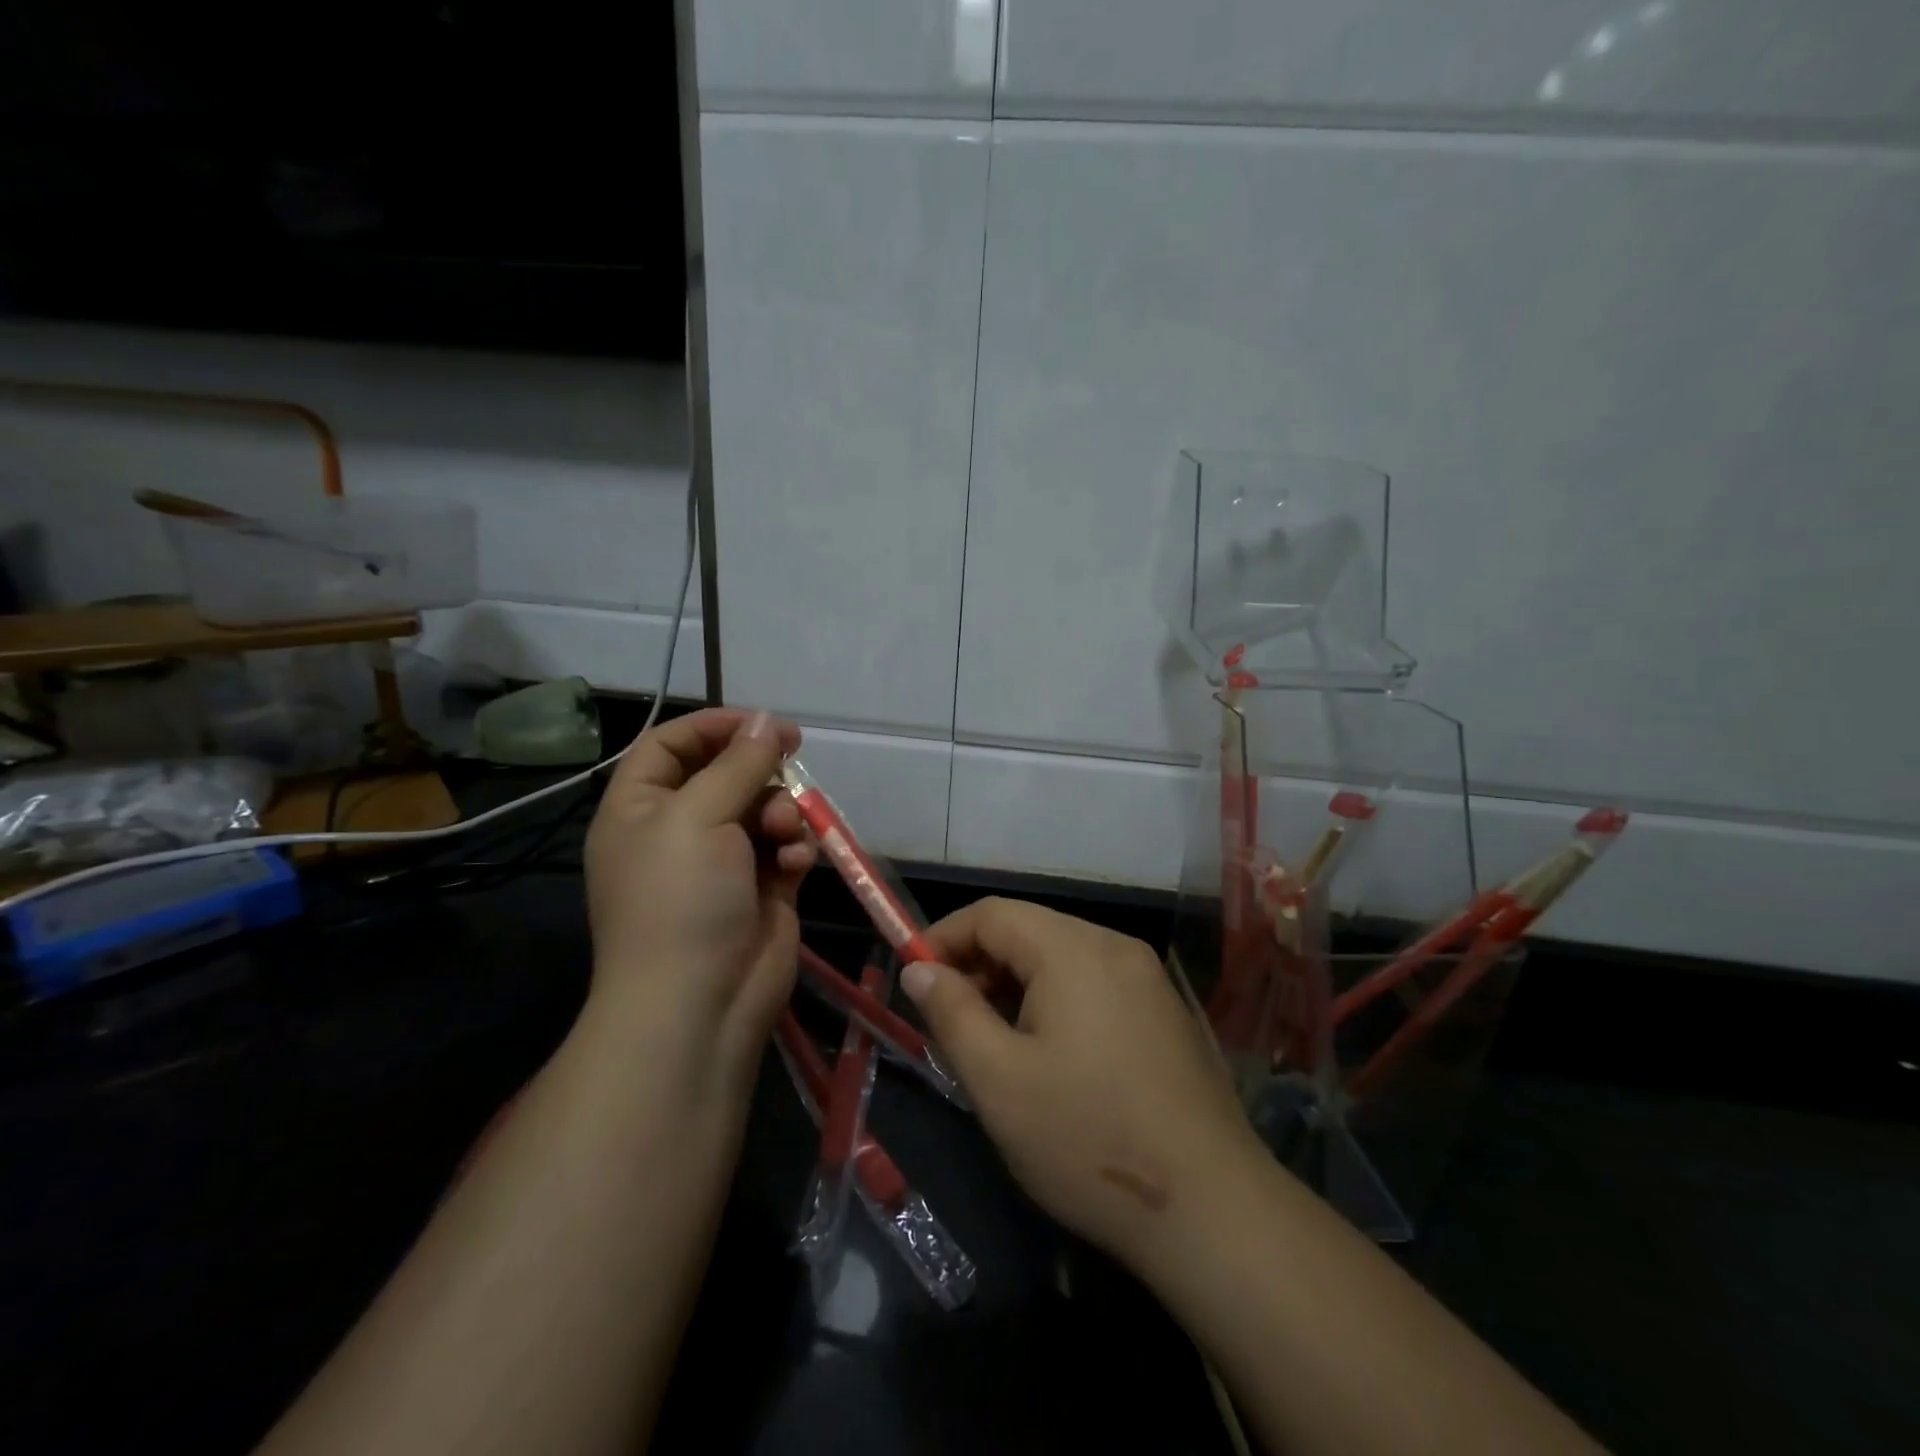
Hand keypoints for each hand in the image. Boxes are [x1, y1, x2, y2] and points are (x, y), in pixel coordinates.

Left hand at [583, 708, 815, 1079]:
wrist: (701, 1004)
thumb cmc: (681, 899)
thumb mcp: (698, 816)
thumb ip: (738, 763)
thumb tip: (767, 721)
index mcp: (640, 809)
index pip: (670, 746)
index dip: (713, 727)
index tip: (761, 723)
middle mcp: (679, 831)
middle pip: (725, 774)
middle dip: (759, 770)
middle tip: (792, 760)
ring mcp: (723, 863)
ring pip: (763, 809)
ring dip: (781, 811)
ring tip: (784, 832)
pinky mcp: (763, 888)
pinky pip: (785, 847)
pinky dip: (795, 848)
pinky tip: (796, 862)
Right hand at [902, 898, 1261, 1271]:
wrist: (1214, 1210)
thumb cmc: (1088, 1139)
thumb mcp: (998, 1080)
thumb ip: (951, 1013)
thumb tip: (919, 967)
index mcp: (1074, 949)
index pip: (992, 913)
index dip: (943, 937)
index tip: (914, 979)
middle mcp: (1115, 947)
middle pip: (1029, 931)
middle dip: (979, 964)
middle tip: (950, 1020)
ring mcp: (1148, 979)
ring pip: (1062, 958)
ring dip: (1016, 986)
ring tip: (993, 1042)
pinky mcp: (1166, 1013)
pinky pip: (1096, 984)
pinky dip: (1056, 1001)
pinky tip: (1050, 1055)